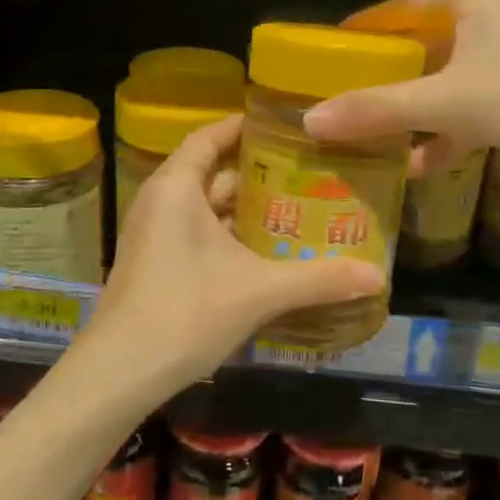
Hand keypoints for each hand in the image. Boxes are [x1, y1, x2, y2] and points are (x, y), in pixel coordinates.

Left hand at [78, 115, 381, 402]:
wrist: (120, 372)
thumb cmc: (185, 313)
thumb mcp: (259, 291)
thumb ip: (319, 280)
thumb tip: (380, 276)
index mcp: (176, 187)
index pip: (211, 136)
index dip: (246, 127)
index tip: (288, 128)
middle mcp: (160, 201)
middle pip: (212, 171)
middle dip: (258, 172)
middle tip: (309, 172)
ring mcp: (154, 234)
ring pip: (206, 207)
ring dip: (246, 208)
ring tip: (298, 208)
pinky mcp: (155, 262)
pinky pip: (197, 232)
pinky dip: (229, 234)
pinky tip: (266, 252)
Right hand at [305, 0, 499, 178]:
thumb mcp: (445, 103)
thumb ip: (377, 111)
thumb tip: (309, 121)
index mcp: (468, 2)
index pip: (396, 9)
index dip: (358, 33)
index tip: (322, 57)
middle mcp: (486, 23)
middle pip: (416, 49)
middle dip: (380, 80)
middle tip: (337, 100)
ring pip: (440, 83)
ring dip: (408, 112)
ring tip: (366, 135)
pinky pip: (465, 111)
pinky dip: (442, 135)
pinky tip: (417, 165)